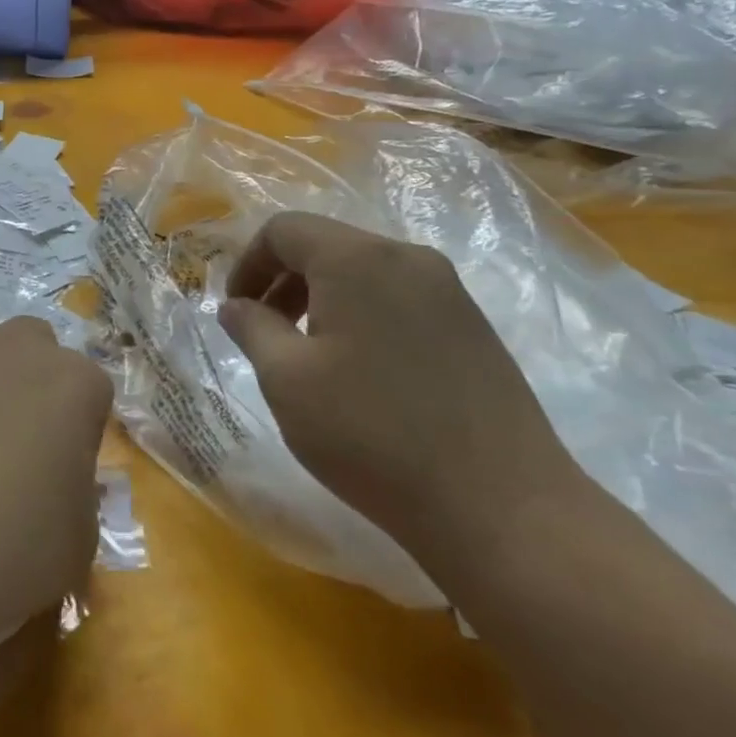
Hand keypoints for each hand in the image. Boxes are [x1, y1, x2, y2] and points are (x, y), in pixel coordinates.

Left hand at [0, 313, 112, 647]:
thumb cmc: (1, 556)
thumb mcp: (75, 545)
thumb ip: (77, 493)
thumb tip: (56, 479)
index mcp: (73, 385)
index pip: (89, 390)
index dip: (74, 430)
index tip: (56, 471)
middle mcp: (16, 346)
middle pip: (33, 346)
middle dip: (26, 382)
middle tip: (6, 443)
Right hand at [216, 212, 577, 557]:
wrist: (501, 506)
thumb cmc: (371, 434)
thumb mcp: (287, 380)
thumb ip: (252, 328)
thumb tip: (235, 306)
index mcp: (357, 259)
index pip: (283, 230)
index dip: (247, 263)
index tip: (235, 312)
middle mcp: (407, 258)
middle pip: (326, 245)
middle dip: (282, 281)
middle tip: (263, 333)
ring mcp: (449, 291)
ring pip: (363, 272)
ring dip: (320, 298)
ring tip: (307, 355)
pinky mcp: (473, 326)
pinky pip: (398, 298)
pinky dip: (361, 315)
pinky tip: (360, 372)